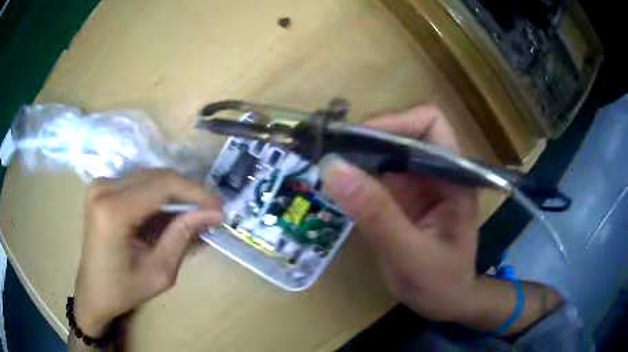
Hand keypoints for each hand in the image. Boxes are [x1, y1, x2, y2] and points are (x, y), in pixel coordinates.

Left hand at [73, 170, 221, 336]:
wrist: (93, 291)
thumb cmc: (124, 290)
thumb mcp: (160, 271)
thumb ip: (183, 236)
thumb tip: (212, 213)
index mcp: (114, 211)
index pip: (163, 185)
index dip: (196, 192)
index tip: (220, 207)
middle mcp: (104, 188)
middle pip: (157, 176)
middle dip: (188, 192)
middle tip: (210, 211)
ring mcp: (101, 184)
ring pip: (150, 177)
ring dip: (174, 194)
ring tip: (193, 215)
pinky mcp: (103, 187)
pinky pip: (139, 183)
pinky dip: (158, 196)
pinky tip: (169, 215)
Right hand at [320, 105, 479, 321]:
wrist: (445, 302)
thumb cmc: (439, 283)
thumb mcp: (409, 254)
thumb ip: (376, 214)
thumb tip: (333, 168)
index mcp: (454, 176)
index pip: (430, 123)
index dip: (396, 121)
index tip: (359, 140)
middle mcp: (437, 171)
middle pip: (402, 132)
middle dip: (367, 137)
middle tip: (331, 151)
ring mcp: (419, 183)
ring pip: (386, 152)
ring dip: (357, 154)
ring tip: (327, 165)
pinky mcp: (402, 197)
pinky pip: (376, 174)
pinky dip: (355, 175)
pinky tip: (337, 185)